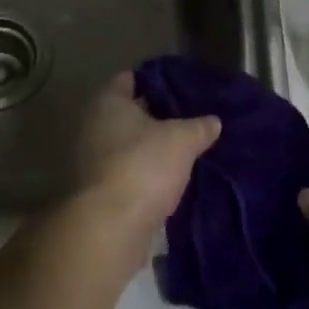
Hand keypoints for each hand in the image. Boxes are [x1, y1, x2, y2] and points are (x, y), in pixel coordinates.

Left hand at [75, 72, 220, 240]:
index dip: (156, 80)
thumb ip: (199, 127)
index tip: (181, 86)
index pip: (130, 79)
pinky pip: (129, 175)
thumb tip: (214, 121)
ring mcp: (94, 163)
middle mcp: (94, 127)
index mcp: (108, 102)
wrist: (111, 230)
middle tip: (190, 118)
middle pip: (130, 114)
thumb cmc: (143, 166)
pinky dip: (147, 176)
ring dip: (153, 150)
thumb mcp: (182, 140)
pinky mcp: (101, 195)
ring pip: (130, 147)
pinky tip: (173, 180)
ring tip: (187, 150)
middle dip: (158, 117)